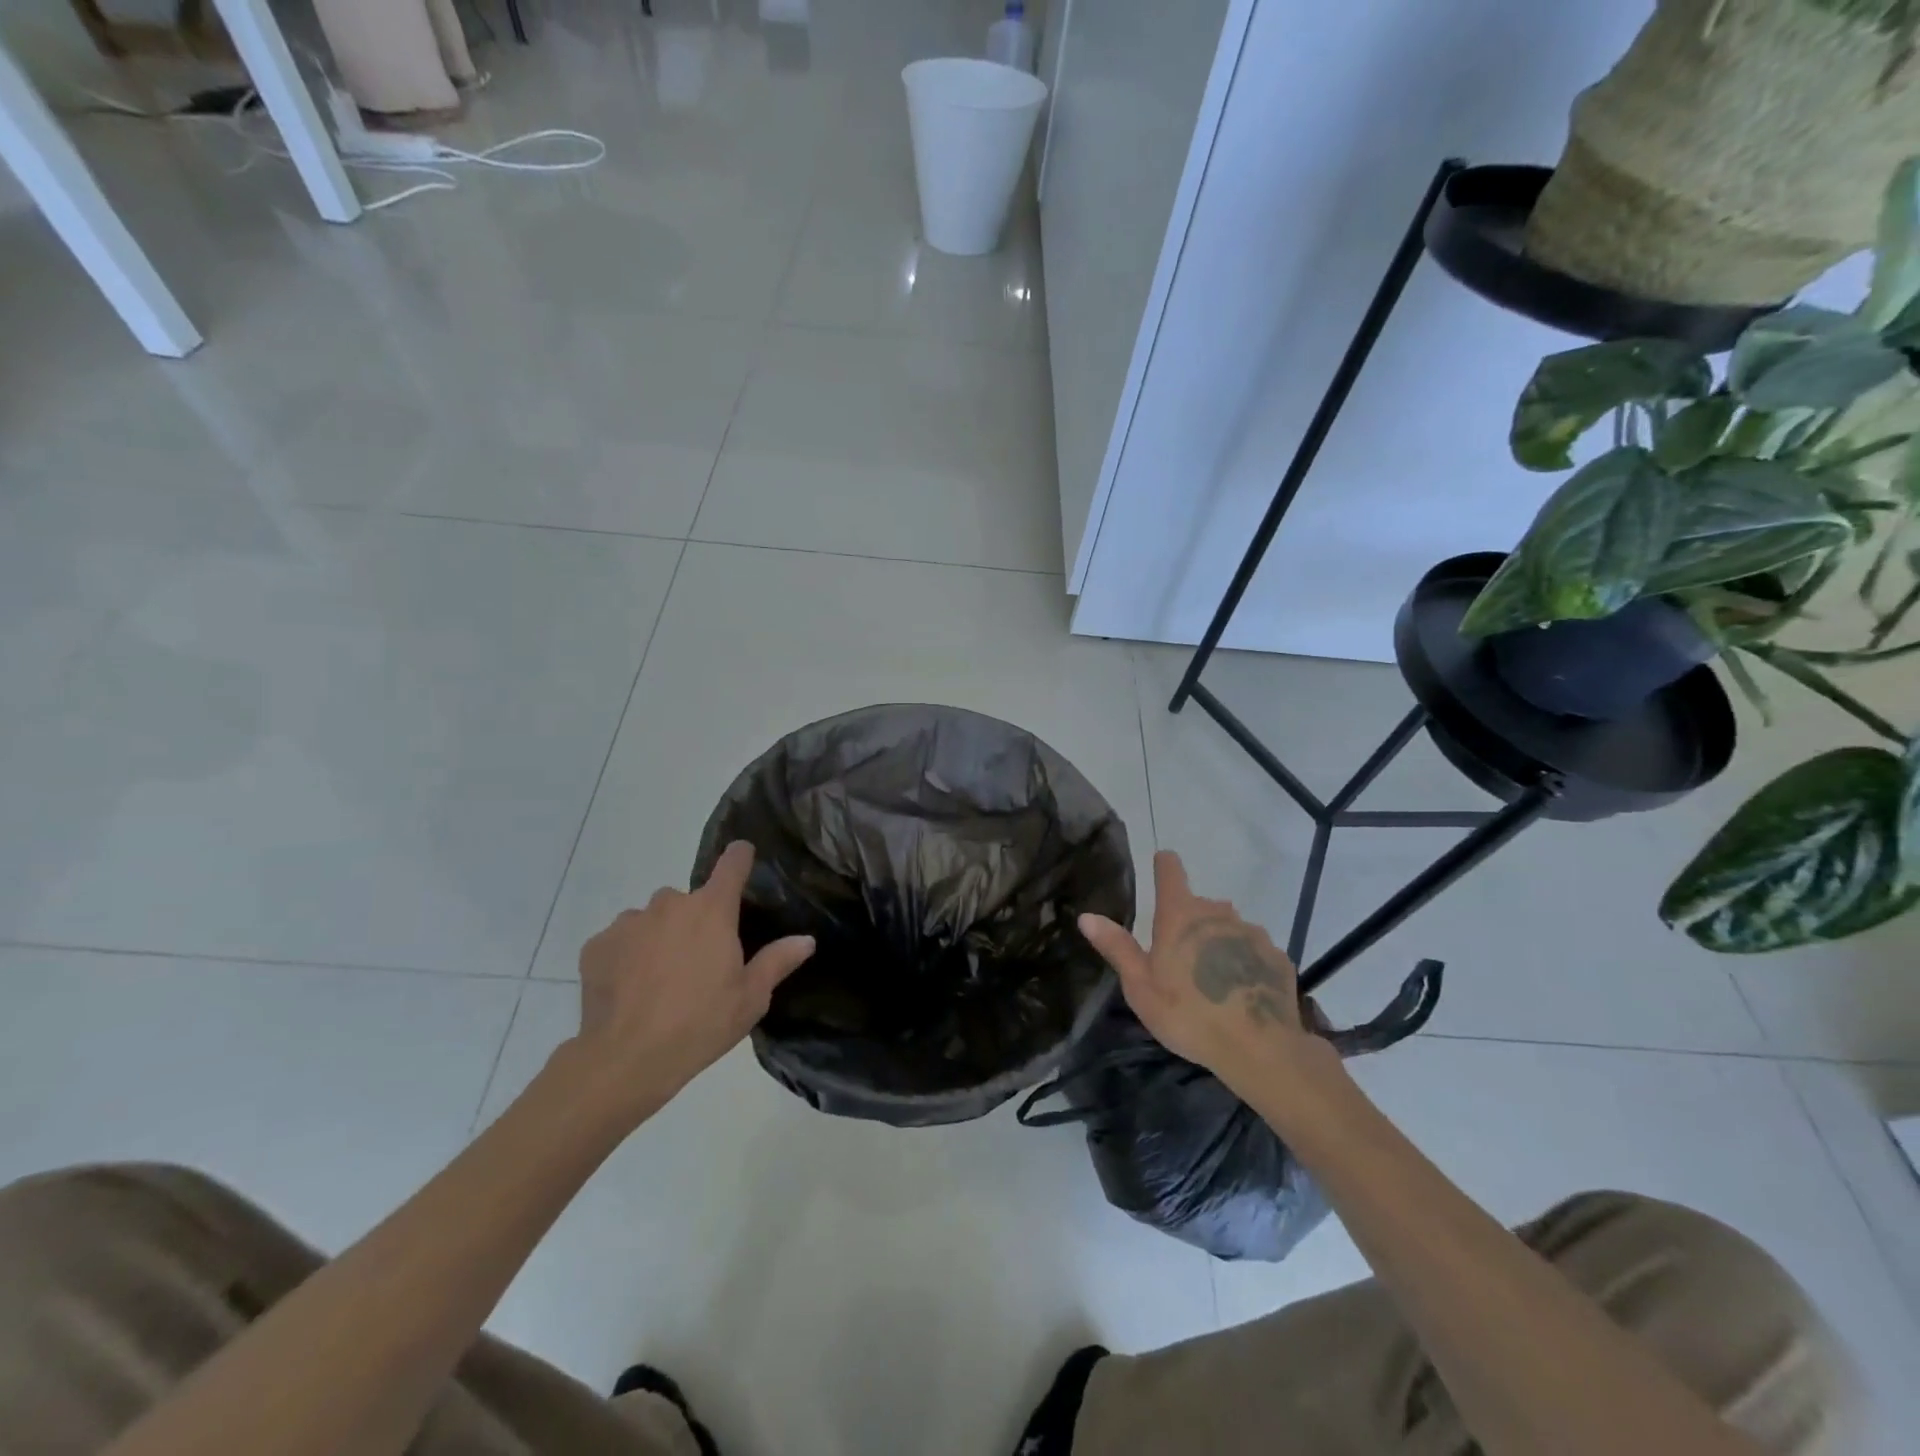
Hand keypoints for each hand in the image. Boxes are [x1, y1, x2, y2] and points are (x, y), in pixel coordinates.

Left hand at [564, 841, 814, 1121]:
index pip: (732, 864)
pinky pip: (619, 940)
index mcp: (712, 910)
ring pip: (651, 919)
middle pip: (689, 900)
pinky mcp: (597, 945)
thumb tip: (806, 939)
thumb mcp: (750, 998)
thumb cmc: (700, 1024)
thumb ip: (777, 961)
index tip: (743, 854)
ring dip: (659, 937)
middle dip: (695, 921)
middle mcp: (670, 904)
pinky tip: (630, 989)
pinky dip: (627, 956)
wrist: (626, 1059)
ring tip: (659, 979)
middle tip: (699, 961)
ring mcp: (629, 922)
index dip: (740, 857)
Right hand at [1078, 850, 1335, 1101]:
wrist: (1259, 1048)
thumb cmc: (1187, 1013)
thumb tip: (1087, 916)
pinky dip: (1243, 963)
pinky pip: (1252, 951)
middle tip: (1180, 958)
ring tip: (1212, 980)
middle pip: (1200, 905)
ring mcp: (1251, 933)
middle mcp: (1218, 912)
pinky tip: (1240, 991)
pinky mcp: (1276, 956)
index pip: (1170, 870)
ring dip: (1217, 942)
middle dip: (1189, 921)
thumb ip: (1116, 947)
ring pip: (1228, 928)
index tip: (1160, 864)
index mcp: (1180, 914)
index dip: (1164, 865)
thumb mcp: (1140, 986)